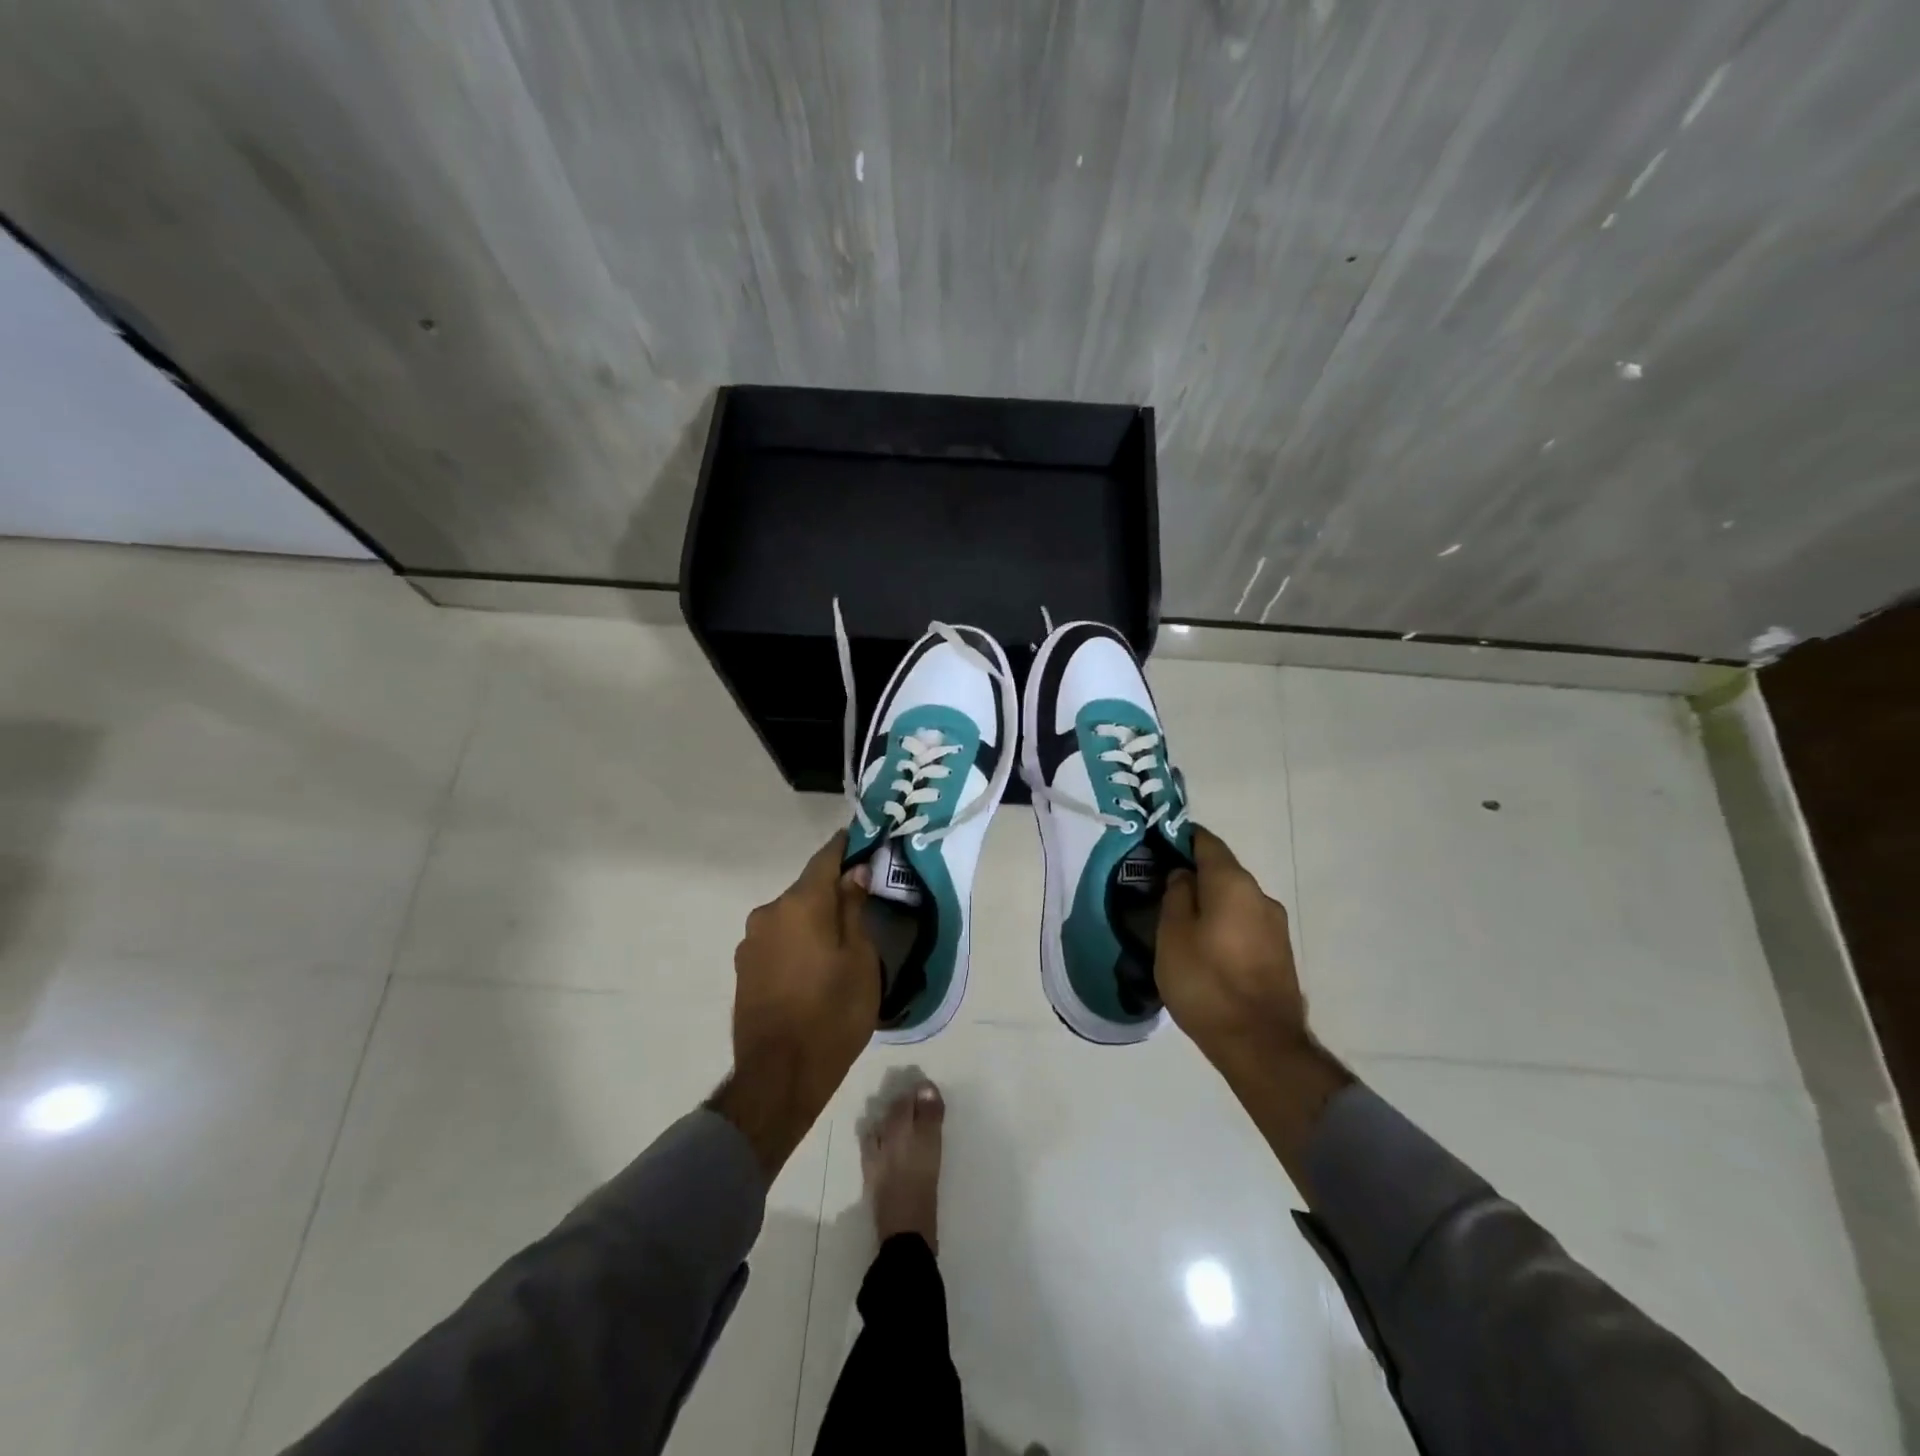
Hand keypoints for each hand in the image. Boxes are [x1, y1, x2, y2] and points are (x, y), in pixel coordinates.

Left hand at [713, 832, 879, 1176]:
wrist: (779, 1076)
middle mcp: (769, 912)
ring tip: (838, 943)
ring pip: (791, 915)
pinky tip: (813, 965)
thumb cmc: (833, 1014)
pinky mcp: (743, 966)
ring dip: (813, 919)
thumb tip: (853, 873)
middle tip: (862, 903)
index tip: (864, 840)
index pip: (826, 858)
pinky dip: (797, 940)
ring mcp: (751, 940)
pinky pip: (777, 938)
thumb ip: (854, 909)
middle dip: (832, 891)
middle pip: (807, 889)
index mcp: (801, 904)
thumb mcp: (860, 960)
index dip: (846, 846)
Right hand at [1158, 828, 1349, 1186]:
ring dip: (1209, 902)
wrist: (1261, 1045)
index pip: (1206, 842)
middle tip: (1161, 888)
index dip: (1181, 838)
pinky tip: (1204, 946)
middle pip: (1222, 871)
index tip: (1158, 845)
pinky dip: (1223, 924)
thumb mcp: (1172, 935)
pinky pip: (1244, 924)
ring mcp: (1275, 926)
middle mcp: (1260, 896)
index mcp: (1233, 884)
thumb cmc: (1206, 982)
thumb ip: (1175, 896)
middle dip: (1194, 874)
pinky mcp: (1279, 954)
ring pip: (1234, 900)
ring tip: (1180, 921)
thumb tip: (1183, 875)